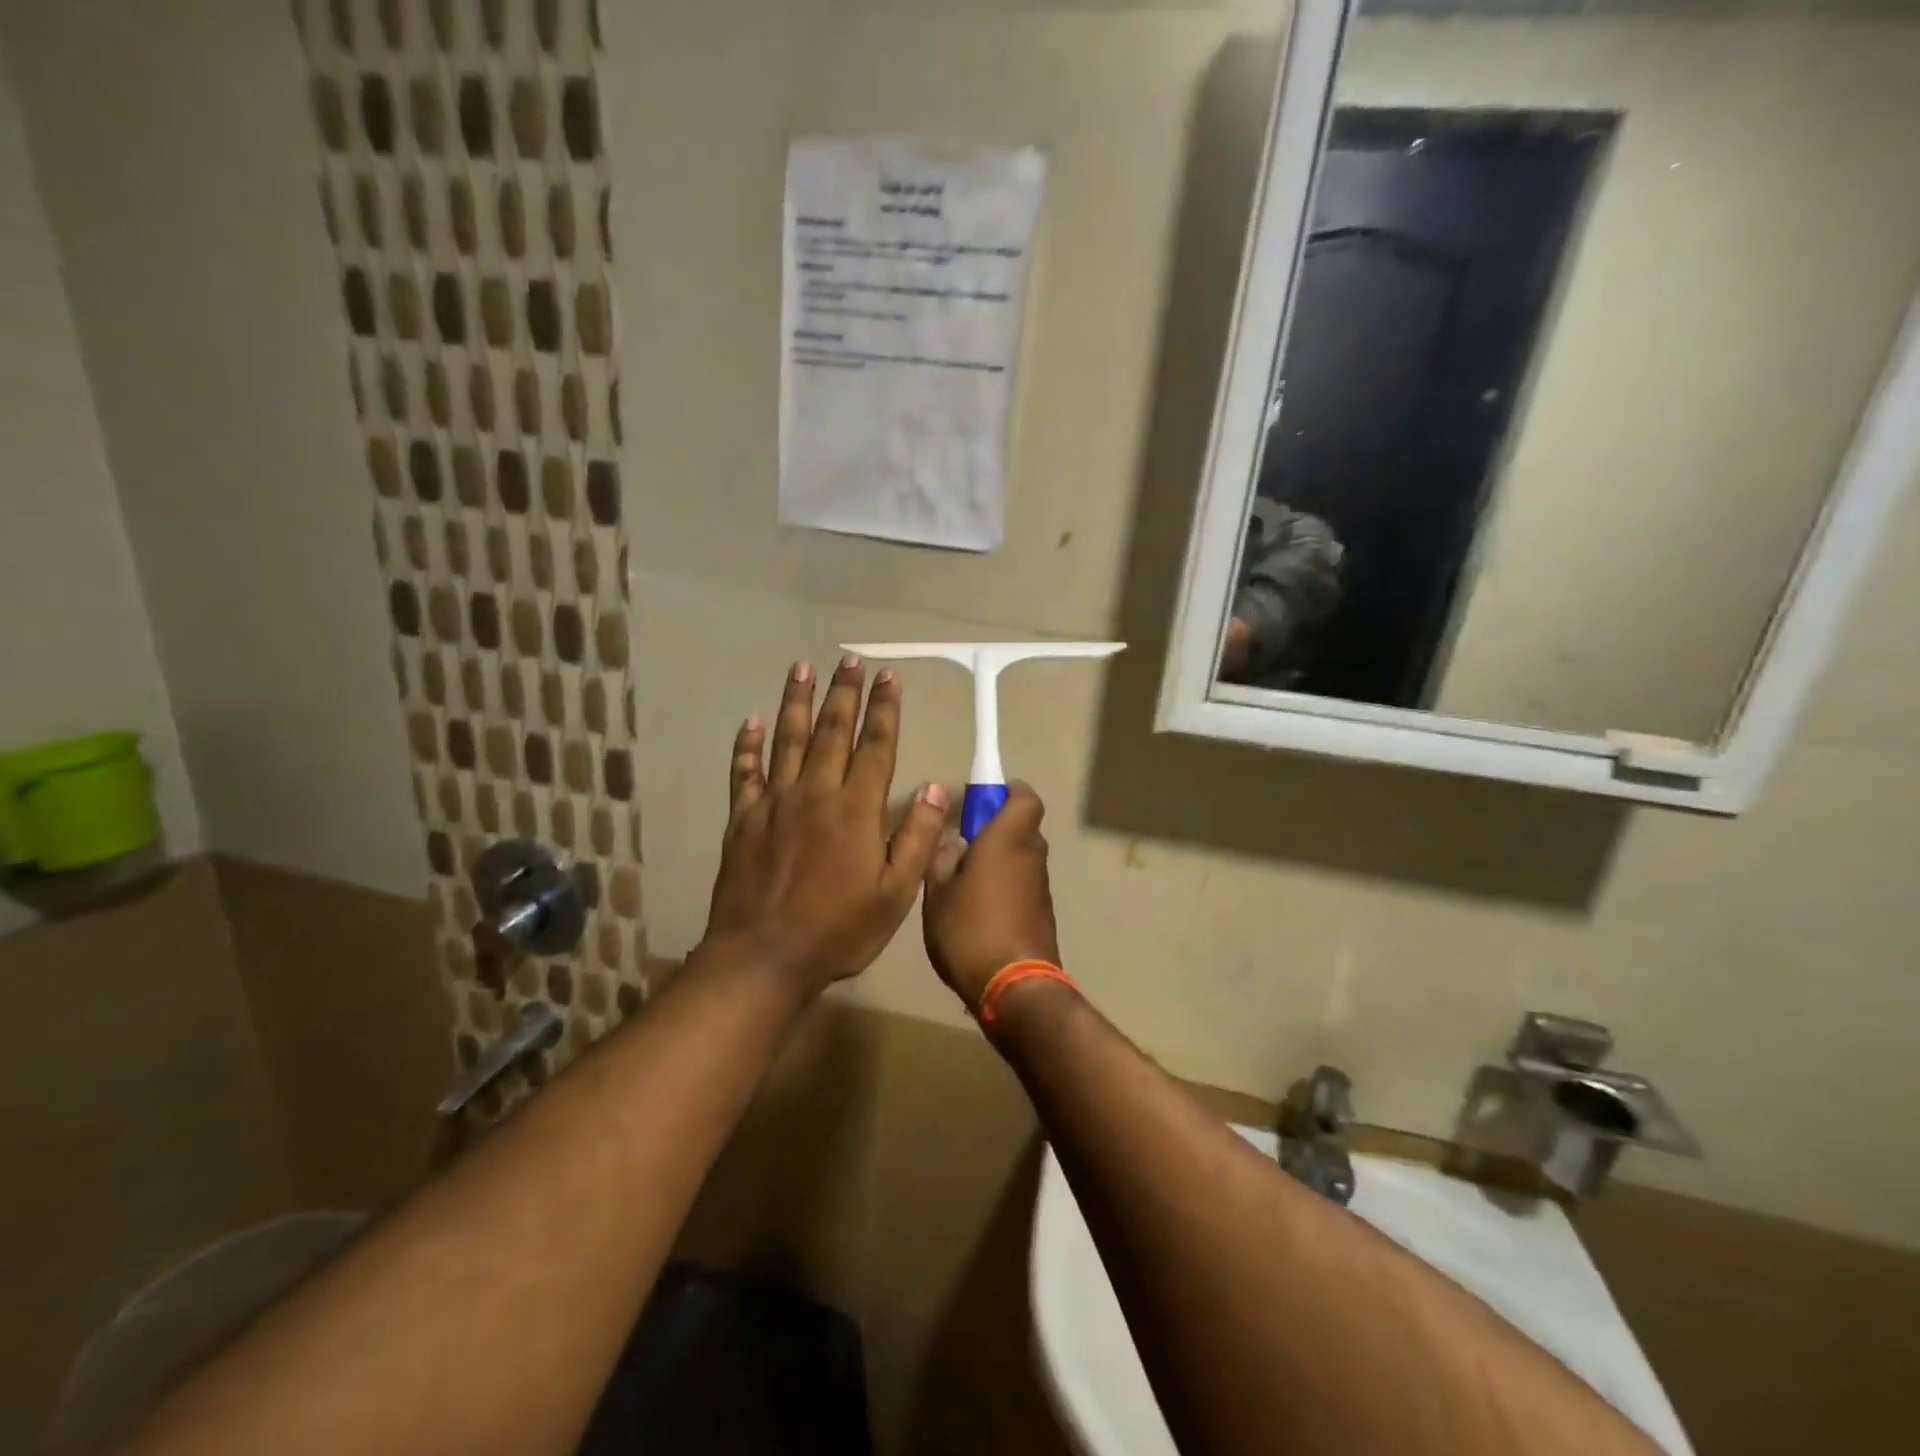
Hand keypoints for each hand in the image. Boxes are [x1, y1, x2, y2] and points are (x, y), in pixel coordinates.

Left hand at [703, 656, 946, 993]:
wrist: (764, 957)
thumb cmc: (838, 930)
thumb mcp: (895, 894)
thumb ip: (916, 837)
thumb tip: (937, 787)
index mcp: (855, 810)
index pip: (876, 747)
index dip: (885, 710)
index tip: (889, 676)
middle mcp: (815, 793)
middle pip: (832, 732)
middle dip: (844, 693)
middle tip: (849, 660)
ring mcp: (774, 803)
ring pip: (788, 740)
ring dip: (797, 702)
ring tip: (802, 668)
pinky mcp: (742, 820)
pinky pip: (744, 773)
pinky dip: (747, 745)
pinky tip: (751, 721)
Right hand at [921, 784, 1059, 1008]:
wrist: (1014, 989)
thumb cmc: (970, 931)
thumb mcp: (938, 892)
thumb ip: (942, 857)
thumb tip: (951, 837)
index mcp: (1008, 838)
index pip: (1024, 796)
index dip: (1005, 793)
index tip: (978, 803)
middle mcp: (1031, 854)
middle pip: (1021, 825)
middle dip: (994, 828)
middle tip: (960, 845)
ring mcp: (1041, 885)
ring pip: (1021, 855)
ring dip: (998, 859)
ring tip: (962, 882)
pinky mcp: (1042, 912)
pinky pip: (1023, 882)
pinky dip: (1005, 884)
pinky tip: (977, 908)